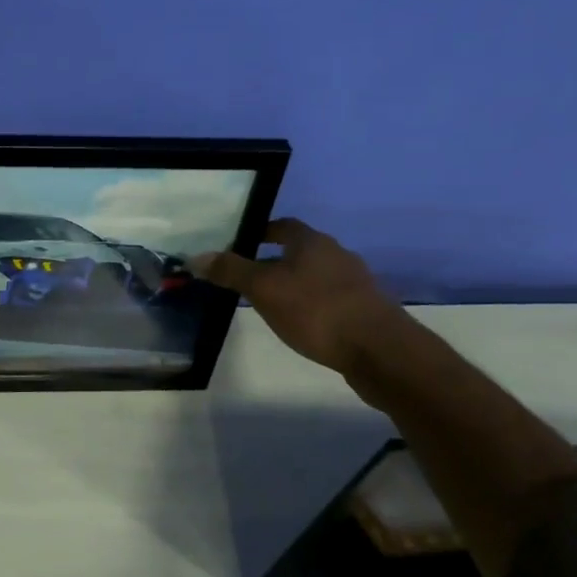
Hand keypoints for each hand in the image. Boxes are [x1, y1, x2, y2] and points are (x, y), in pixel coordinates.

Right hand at [191, 219, 409, 374]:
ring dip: (293, 284)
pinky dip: (311, 304)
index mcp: (312, 242)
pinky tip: (301, 323)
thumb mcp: (264, 289)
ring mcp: (356, 283)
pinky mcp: (365, 310)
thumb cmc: (316, 310)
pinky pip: (329, 299)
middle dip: (273, 261)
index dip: (260, 231)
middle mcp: (337, 254)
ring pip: (314, 276)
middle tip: (245, 277)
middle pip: (299, 251)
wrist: (381, 351)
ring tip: (269, 303)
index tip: (239, 244)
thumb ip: (230, 271)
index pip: (283, 225)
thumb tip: (196, 256)